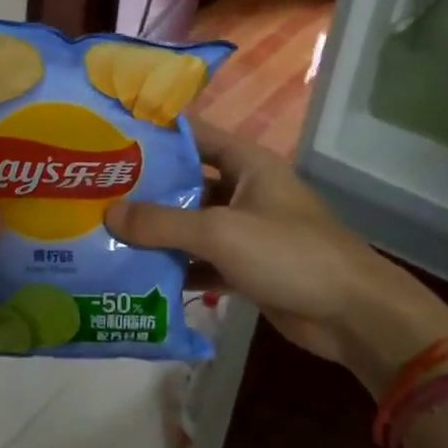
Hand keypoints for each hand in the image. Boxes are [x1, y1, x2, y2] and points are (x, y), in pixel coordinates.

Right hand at [103, 122, 447, 393]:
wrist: (352, 315)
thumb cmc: (289, 253)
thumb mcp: (220, 232)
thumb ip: (163, 222)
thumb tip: (108, 213)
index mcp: (246, 163)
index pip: (192, 135)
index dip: (154, 133)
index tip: (109, 135)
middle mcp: (243, 189)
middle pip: (186, 181)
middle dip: (145, 189)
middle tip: (95, 190)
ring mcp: (245, 229)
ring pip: (191, 223)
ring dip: (157, 231)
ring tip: (106, 230)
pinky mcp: (246, 266)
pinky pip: (202, 258)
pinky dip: (176, 265)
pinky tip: (138, 272)